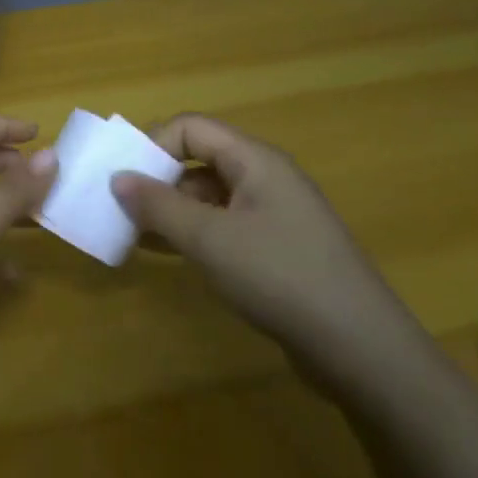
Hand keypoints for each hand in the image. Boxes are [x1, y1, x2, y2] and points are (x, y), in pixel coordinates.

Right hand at [110, 113, 428, 389]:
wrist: (360, 349)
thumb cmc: (280, 277)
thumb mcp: (209, 239)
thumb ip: (159, 205)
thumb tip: (117, 177)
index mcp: (254, 160)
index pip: (191, 128)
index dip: (153, 145)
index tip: (123, 179)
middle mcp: (264, 178)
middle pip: (198, 160)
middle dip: (156, 180)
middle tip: (121, 210)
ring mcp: (272, 215)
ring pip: (208, 197)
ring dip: (170, 210)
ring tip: (133, 235)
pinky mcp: (275, 248)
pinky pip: (222, 226)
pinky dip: (191, 233)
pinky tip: (166, 254)